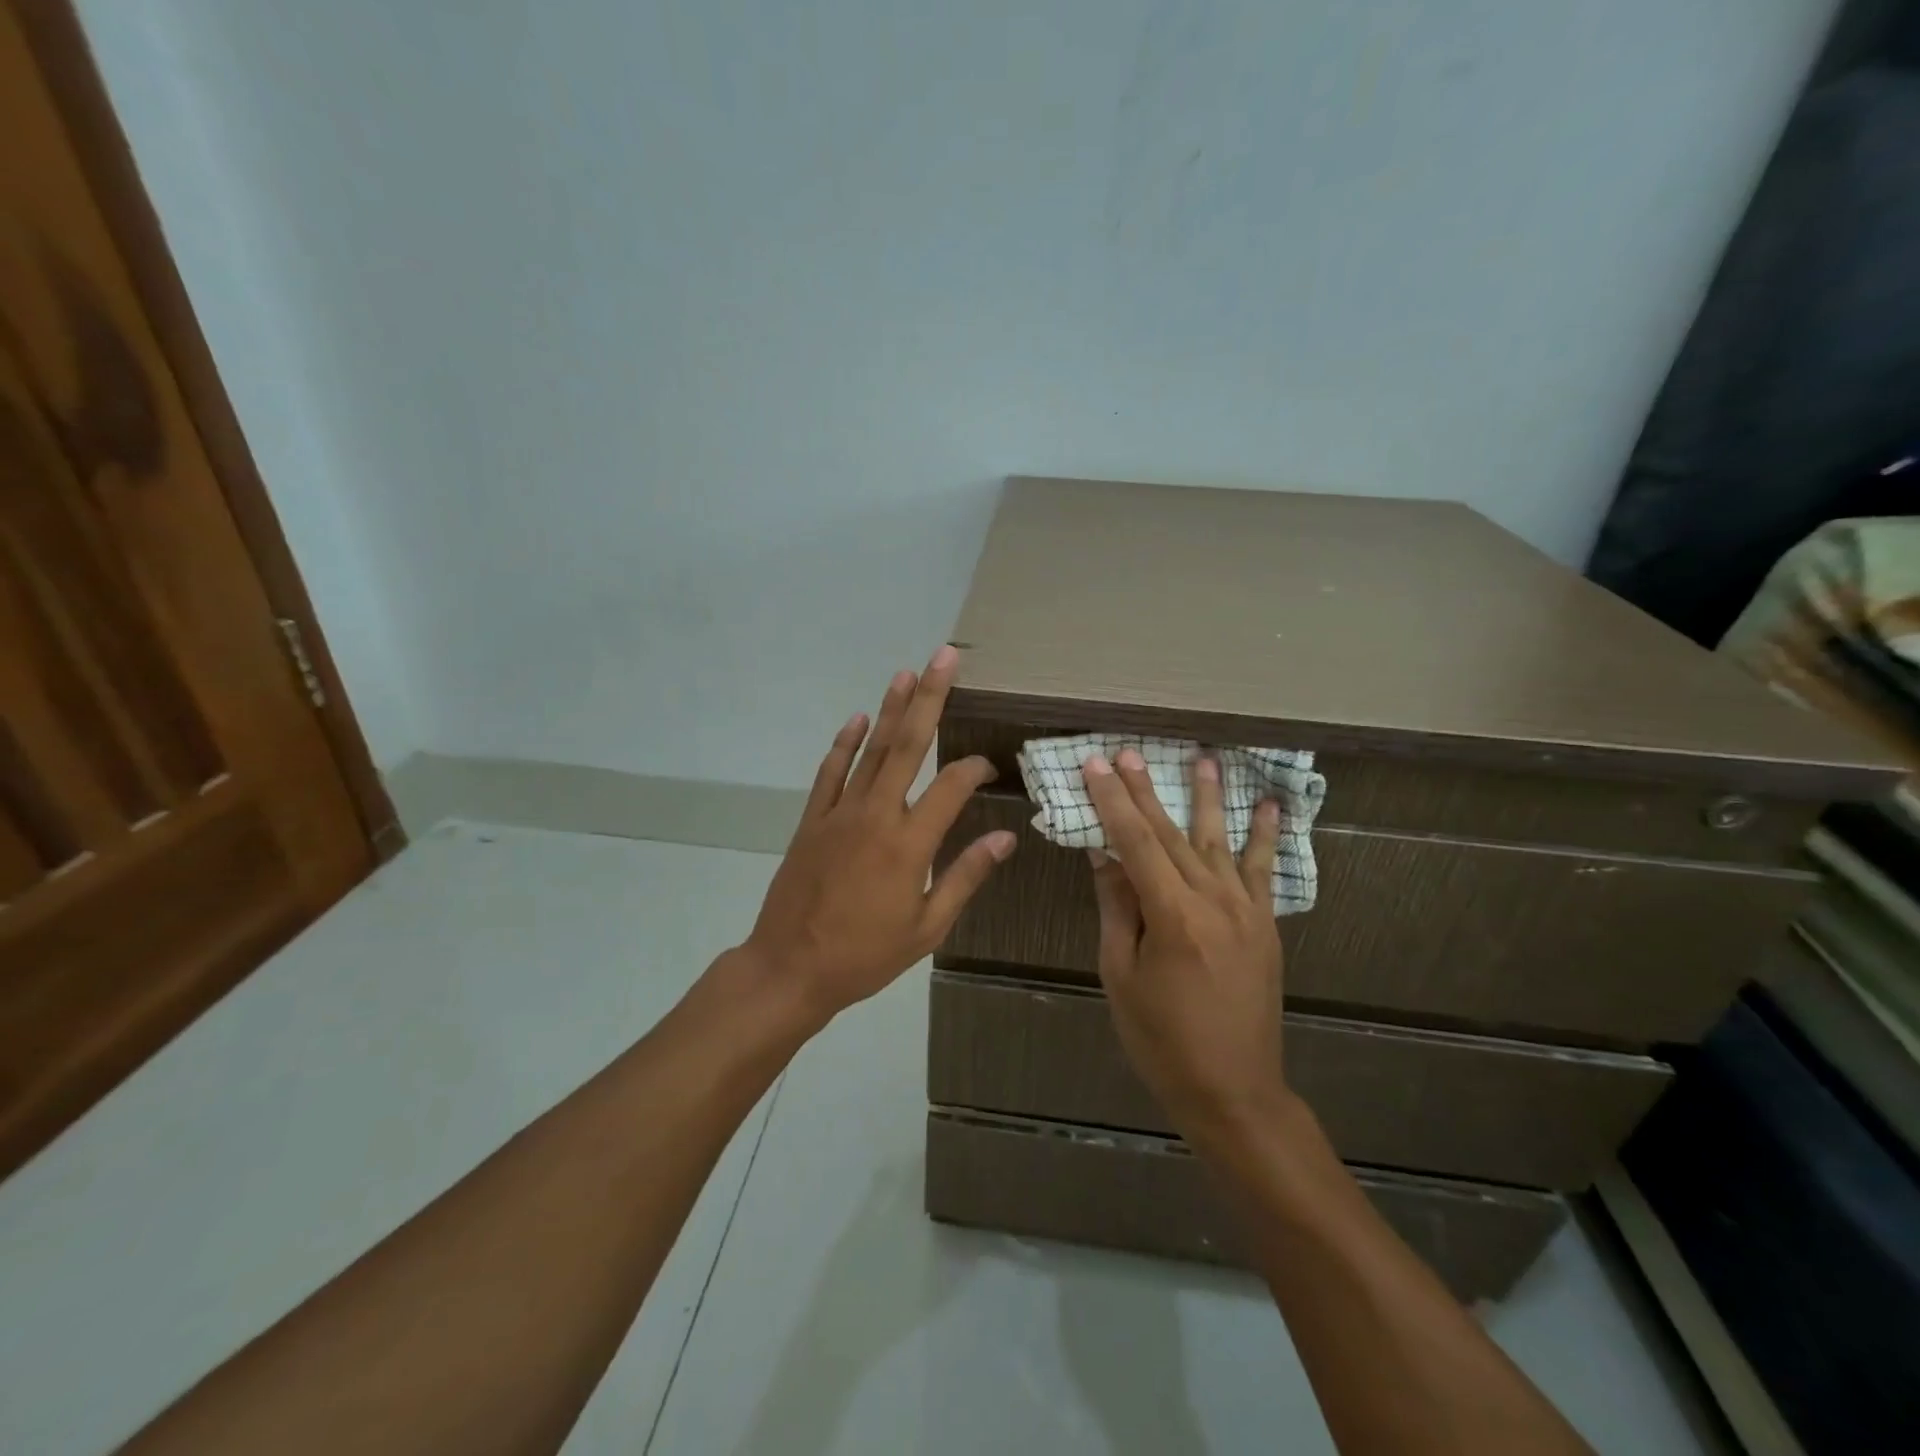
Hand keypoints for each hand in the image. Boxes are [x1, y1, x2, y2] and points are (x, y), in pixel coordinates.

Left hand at [738, 646, 1016, 1027]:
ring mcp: (839, 813)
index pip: (951, 787)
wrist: (790, 968)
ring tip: (905, 673)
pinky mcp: (812, 821)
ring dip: (889, 710)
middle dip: (929, 698)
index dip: (974, 769)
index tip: (990, 764)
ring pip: (870, 751)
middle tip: (943, 658)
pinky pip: (830, 773)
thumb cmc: (865, 955)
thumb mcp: (927, 927)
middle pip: (907, 745)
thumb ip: (965, 876)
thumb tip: (1005, 837)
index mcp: (908, 843)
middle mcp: (875, 815)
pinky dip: (843, 745)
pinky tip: (855, 720)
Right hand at [1081, 748, 1290, 1149]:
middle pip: (1171, 833)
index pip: (1134, 842)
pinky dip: (1266, 836)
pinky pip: (1264, 871)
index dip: (1112, 801)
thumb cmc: (1162, 1039)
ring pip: (1217, 841)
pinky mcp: (1266, 925)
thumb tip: (1104, 852)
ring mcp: (1246, 910)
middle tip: (1129, 752)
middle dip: (1146, 791)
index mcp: (1171, 915)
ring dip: (1207, 798)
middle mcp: (1213, 901)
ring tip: (1202, 759)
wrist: (1234, 1089)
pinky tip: (1270, 806)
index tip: (1096, 766)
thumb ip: (1117, 907)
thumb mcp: (1121, 974)